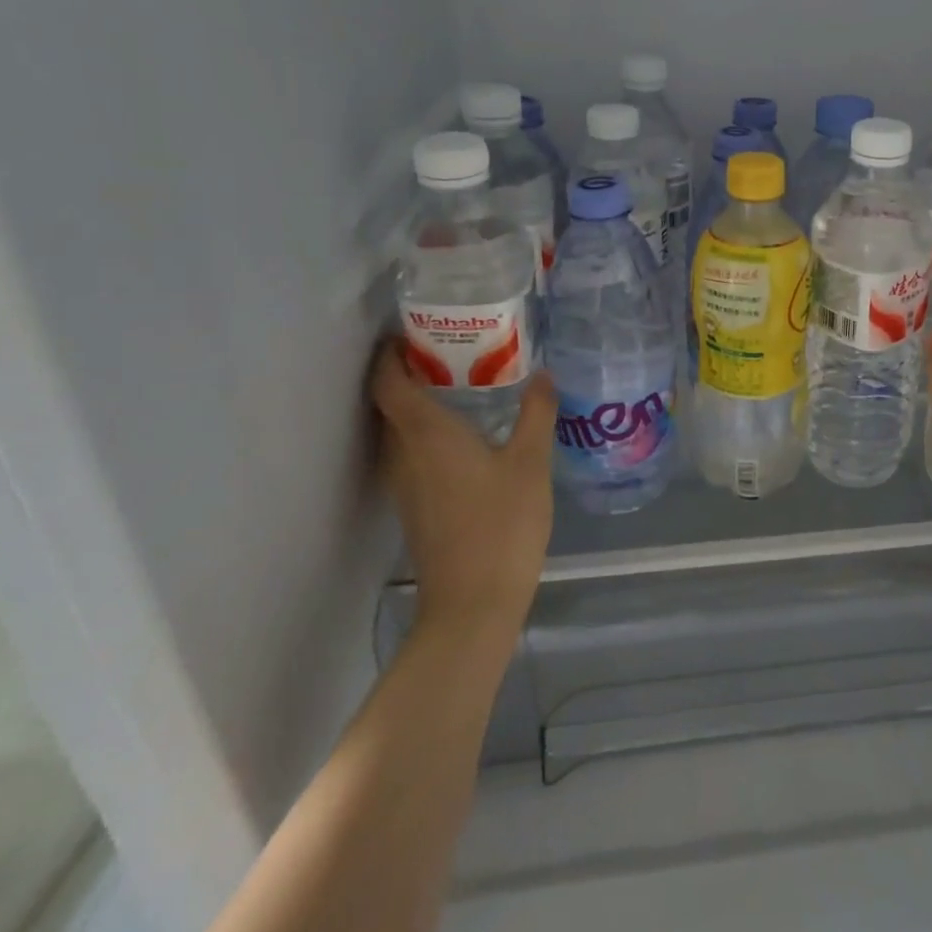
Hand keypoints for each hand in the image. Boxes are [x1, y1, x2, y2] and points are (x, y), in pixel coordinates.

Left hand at [371, 340, 556, 633]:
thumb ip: (536, 413)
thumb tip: (543, 373)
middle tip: (450, 347)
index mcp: (426, 433)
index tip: (412, 329)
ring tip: (461, 381)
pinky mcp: (416, 505)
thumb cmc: (502, 524)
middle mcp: (404, 453)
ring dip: (418, 402)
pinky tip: (466, 433)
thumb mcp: (531, 462)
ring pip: (399, 429)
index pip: (388, 381)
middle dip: (409, 370)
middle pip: (390, 402)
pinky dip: (427, 430)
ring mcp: (405, 483)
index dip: (390, 353)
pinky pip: (411, 452)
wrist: (473, 603)